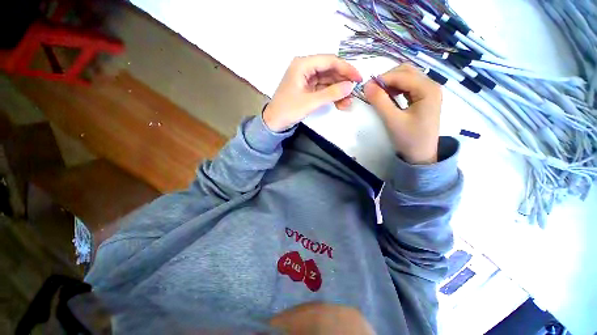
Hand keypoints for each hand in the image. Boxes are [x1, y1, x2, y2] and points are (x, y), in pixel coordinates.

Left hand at [263, 55, 362, 131]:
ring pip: (328, 80)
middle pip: (330, 70)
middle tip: (354, 92)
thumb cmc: (288, 110)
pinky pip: (323, 88)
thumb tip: (350, 86)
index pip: (330, 61)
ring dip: (338, 90)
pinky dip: (331, 95)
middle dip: (343, 82)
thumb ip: (331, 93)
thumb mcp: (310, 102)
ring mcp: (306, 78)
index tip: (358, 79)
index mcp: (303, 65)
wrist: (274, 122)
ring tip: (348, 102)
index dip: (346, 69)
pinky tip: (340, 103)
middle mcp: (305, 68)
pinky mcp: (307, 88)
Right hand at [364, 64, 441, 164]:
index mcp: (428, 89)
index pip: (402, 75)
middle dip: (387, 78)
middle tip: (372, 91)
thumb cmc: (409, 139)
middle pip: (406, 71)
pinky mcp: (423, 98)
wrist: (421, 155)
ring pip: (406, 77)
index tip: (365, 88)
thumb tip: (366, 85)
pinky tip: (388, 97)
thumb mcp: (392, 120)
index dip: (382, 79)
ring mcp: (428, 91)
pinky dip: (396, 88)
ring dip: (391, 83)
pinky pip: (408, 86)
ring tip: (379, 94)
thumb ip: (379, 101)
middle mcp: (431, 86)